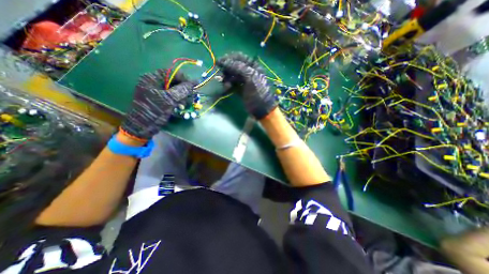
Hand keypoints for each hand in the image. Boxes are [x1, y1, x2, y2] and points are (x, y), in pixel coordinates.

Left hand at [120, 68, 194, 141]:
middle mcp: (154, 82)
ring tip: (184, 105)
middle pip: (173, 81)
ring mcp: (156, 91)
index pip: (172, 73)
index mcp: (152, 78)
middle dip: (183, 90)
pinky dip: (177, 101)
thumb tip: (195, 82)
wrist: (142, 126)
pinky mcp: (159, 99)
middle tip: (190, 98)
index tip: (193, 88)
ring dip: (182, 97)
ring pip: (174, 90)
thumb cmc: (154, 111)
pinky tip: (180, 106)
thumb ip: (182, 90)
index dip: (184, 79)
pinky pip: (171, 96)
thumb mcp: (169, 100)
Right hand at [217, 52, 275, 118]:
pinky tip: (226, 87)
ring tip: (223, 83)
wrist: (261, 109)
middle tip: (220, 75)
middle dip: (226, 69)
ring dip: (226, 78)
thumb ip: (238, 67)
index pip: (239, 57)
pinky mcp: (241, 89)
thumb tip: (224, 61)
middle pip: (234, 66)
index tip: (218, 62)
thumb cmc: (257, 93)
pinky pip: (233, 84)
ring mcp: (245, 81)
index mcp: (253, 66)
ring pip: (232, 75)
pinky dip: (228, 85)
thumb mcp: (250, 78)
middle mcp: (249, 72)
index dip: (228, 58)